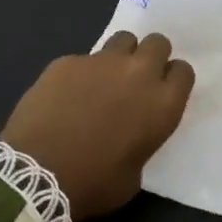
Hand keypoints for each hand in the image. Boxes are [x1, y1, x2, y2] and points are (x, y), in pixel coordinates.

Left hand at [1, 32, 194, 219]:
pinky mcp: (68, 61)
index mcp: (162, 104)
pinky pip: (83, 59)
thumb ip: (142, 141)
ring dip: (120, 55)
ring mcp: (101, 62)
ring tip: (104, 79)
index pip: (183, 71)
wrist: (37, 173)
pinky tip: (65, 95)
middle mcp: (138, 74)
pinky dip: (80, 73)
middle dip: (151, 55)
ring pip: (123, 39)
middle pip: (158, 43)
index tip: (162, 91)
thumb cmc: (94, 182)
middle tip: (136, 78)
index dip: (172, 79)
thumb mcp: (134, 172)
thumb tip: (131, 133)